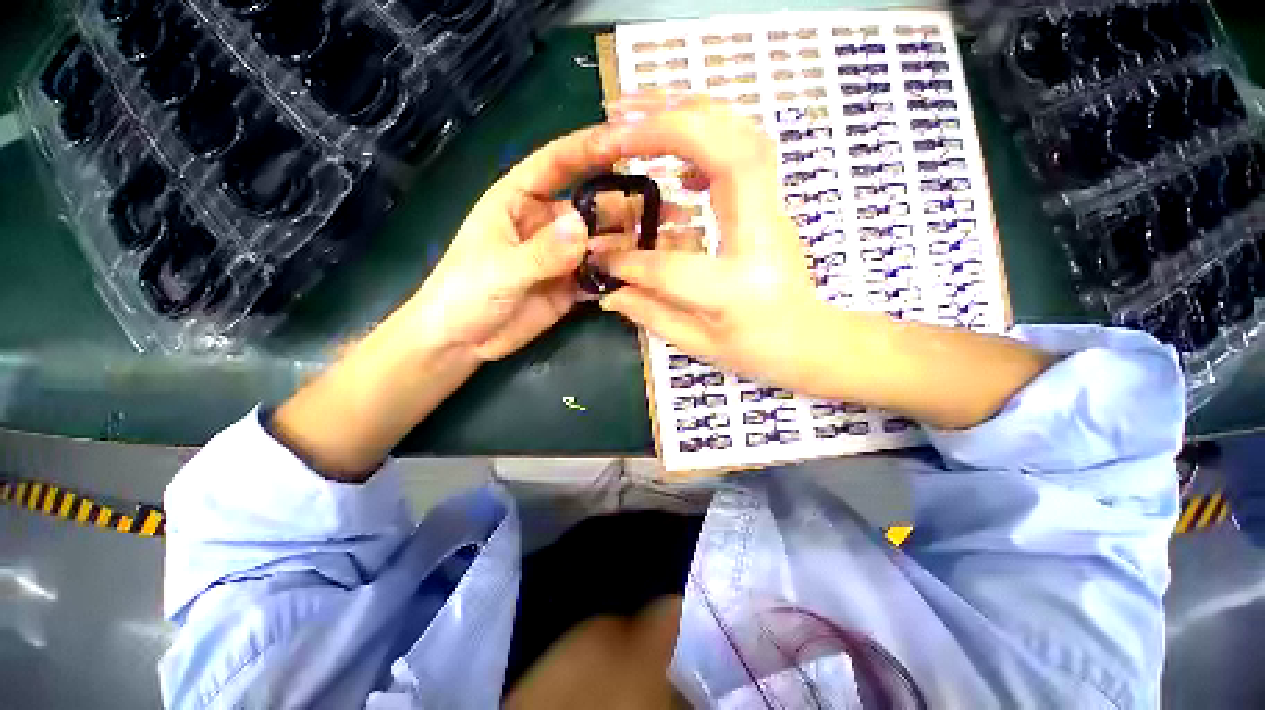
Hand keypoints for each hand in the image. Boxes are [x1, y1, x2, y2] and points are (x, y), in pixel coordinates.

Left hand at [403, 127, 635, 360]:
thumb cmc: (464, 293)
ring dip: (626, 246)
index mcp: (520, 200)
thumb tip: (583, 228)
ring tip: (657, 251)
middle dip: (624, 208)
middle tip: (663, 215)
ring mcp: (563, 256)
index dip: (590, 148)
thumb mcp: (500, 270)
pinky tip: (639, 278)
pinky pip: (601, 274)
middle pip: (592, 207)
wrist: (463, 340)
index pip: (557, 163)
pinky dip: (618, 275)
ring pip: (602, 242)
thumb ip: (542, 252)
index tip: (627, 139)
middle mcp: (547, 222)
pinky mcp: (572, 285)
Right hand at [596, 94, 1053, 426]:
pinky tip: (674, 154)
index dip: (629, 260)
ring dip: (686, 111)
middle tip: (615, 122)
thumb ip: (651, 315)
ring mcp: (773, 211)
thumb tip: (609, 289)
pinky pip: (742, 146)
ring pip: (741, 134)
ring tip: (635, 112)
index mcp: (738, 287)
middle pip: (729, 154)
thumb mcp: (700, 345)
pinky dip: (705, 131)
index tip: (601, 255)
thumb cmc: (759, 350)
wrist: (812, 338)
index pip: (670, 265)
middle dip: (667, 127)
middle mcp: (762, 236)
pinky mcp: (771, 202)